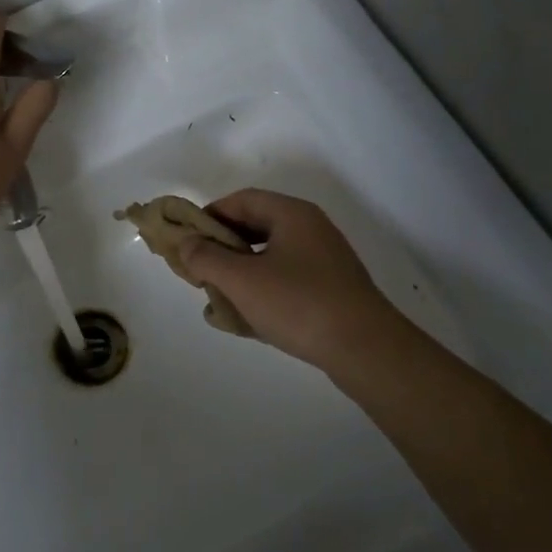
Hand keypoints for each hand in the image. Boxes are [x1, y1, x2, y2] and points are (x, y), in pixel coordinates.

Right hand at [177, 189, 409, 372]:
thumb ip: (207, 258)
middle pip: (255, 228)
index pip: (242, 200)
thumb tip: (185, 242)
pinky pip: (286, 282)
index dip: (209, 215)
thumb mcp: (242, 280)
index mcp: (292, 215)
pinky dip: (262, 293)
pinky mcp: (330, 291)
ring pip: (269, 258)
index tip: (186, 239)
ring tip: (215, 298)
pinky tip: (243, 320)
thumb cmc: (299, 304)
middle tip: (198, 269)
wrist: (366, 351)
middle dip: (222, 248)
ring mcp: (324, 261)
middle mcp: (310, 230)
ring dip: (239, 274)